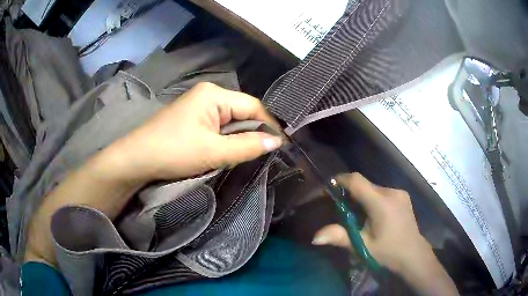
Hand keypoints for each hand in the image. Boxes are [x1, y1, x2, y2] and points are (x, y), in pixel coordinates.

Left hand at [108, 82, 282, 181]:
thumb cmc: (174, 152)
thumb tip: (277, 141)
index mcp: (214, 94)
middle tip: (265, 152)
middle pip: (241, 111)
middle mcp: (208, 94)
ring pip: (230, 119)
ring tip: (248, 153)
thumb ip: (248, 145)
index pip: (253, 106)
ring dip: (239, 136)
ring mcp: (198, 104)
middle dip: (253, 131)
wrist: (137, 158)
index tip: (280, 145)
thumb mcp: (214, 151)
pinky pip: (217, 124)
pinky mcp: (191, 117)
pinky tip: (227, 149)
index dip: (269, 125)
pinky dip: (225, 137)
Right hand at [312, 173, 457, 295]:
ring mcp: (400, 193)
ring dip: (363, 197)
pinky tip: (374, 215)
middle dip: (351, 193)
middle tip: (342, 209)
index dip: (341, 180)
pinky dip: (373, 199)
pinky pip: (383, 192)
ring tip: (359, 215)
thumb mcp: (363, 246)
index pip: (357, 181)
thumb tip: (315, 237)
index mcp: (381, 203)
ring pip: (374, 188)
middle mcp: (392, 192)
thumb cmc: (388, 252)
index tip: (329, 188)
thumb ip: (340, 237)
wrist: (413, 255)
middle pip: (365, 184)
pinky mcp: (403, 196)